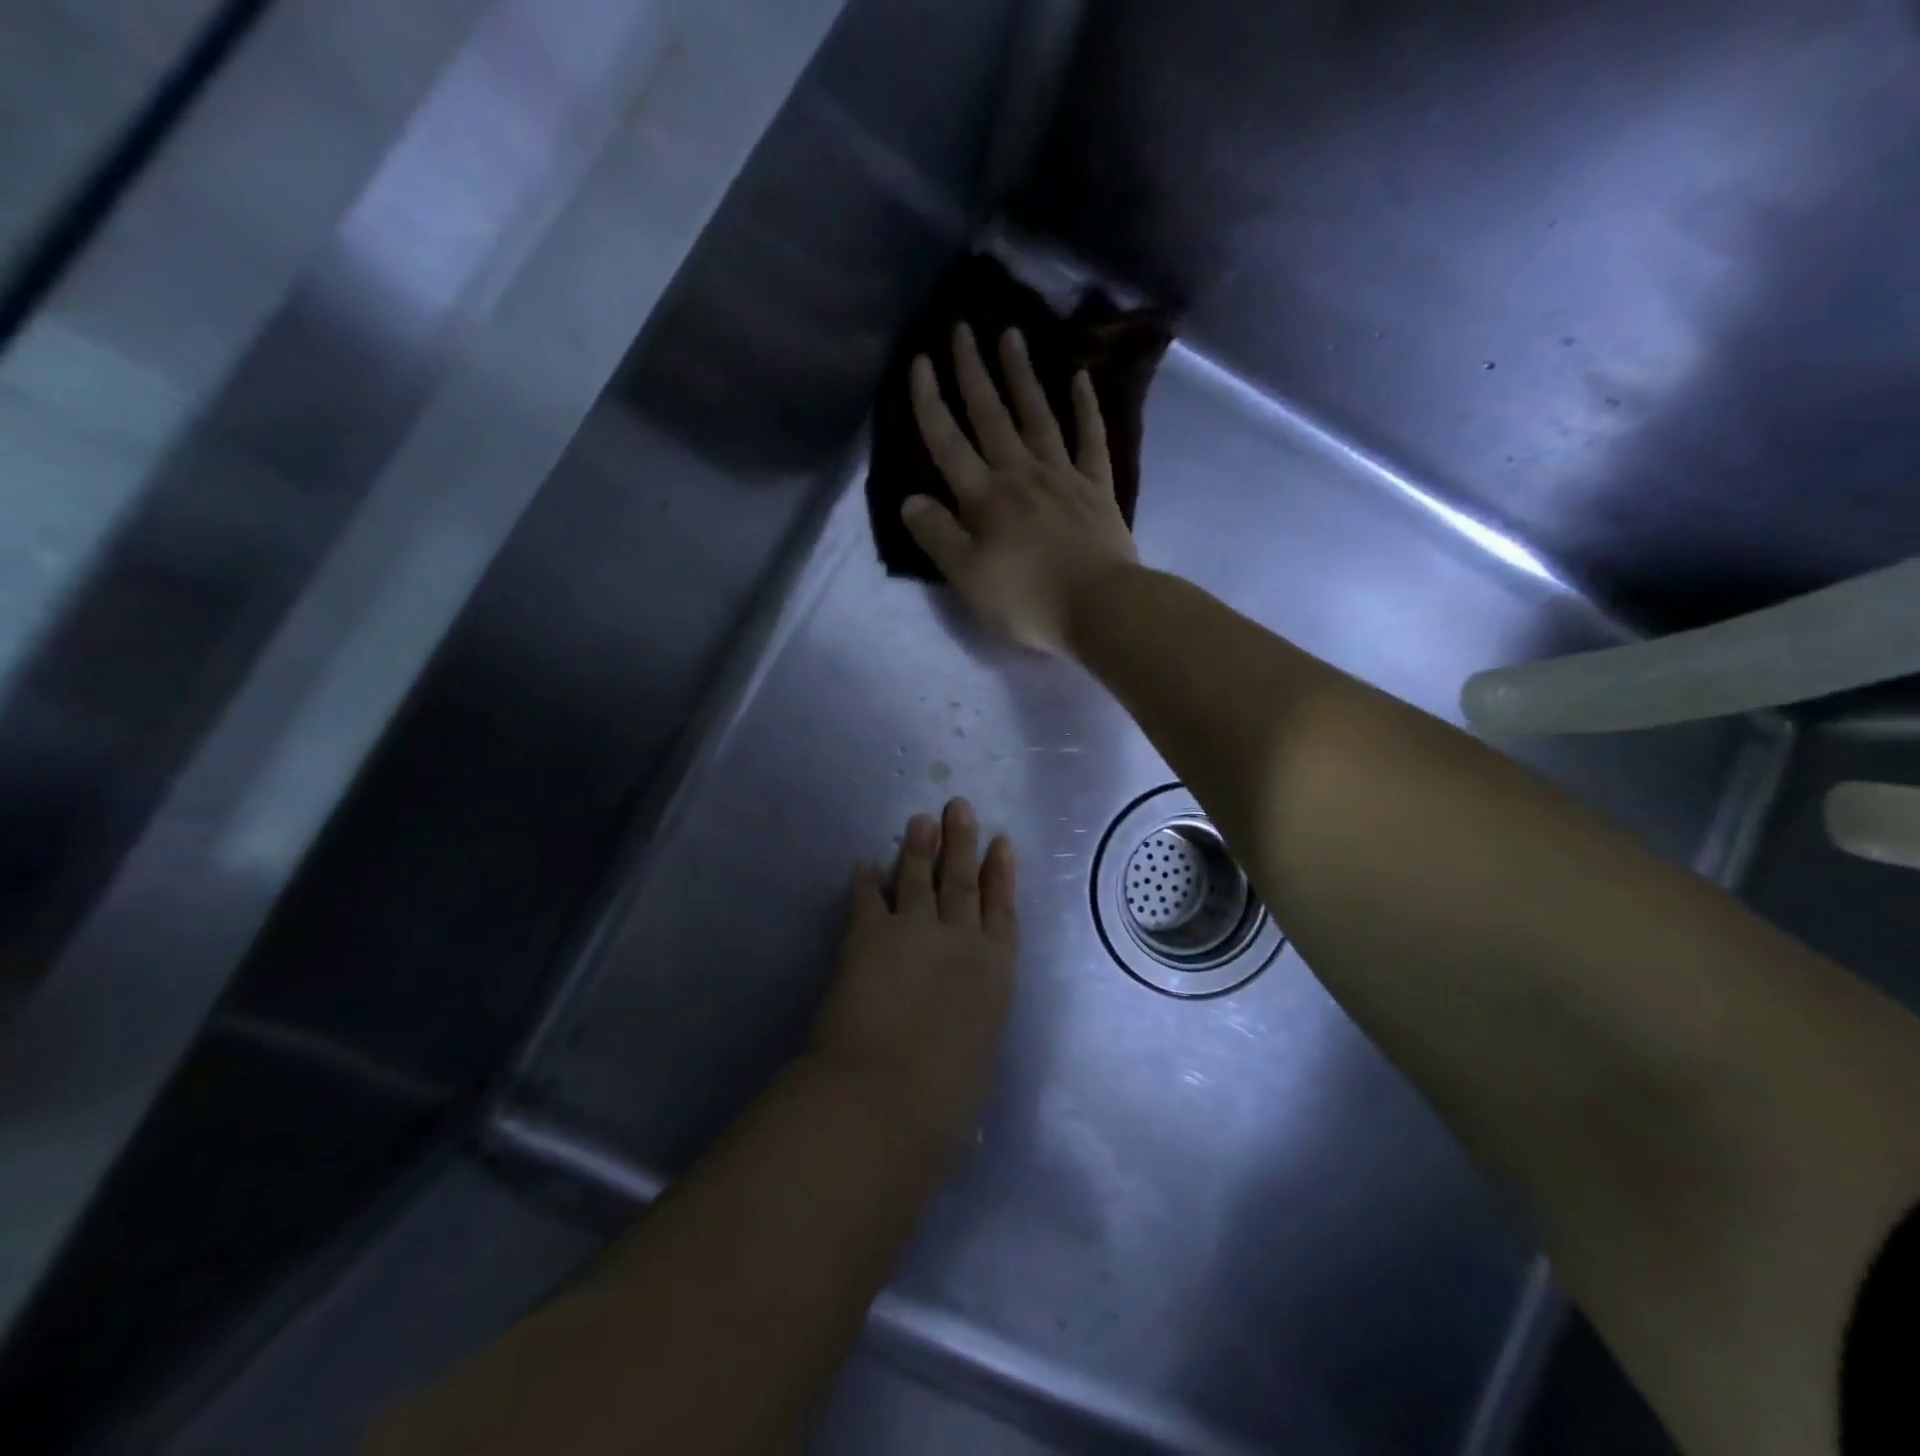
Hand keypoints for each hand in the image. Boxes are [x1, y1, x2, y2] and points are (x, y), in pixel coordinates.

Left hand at [811, 800, 1017, 1155]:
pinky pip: (867, 898)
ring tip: (920, 821)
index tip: (1002, 842)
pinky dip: (866, 881)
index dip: (1002, 873)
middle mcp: (960, 940)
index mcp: (995, 972)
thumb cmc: (945, 1098)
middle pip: (962, 880)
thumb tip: (960, 1024)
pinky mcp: (868, 935)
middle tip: (959, 806)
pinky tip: (864, 865)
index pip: (1001, 910)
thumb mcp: (976, 1055)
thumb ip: (970, 1024)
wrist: (888, 1096)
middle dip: (962, 842)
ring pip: (919, 878)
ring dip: (919, 848)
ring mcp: (914, 931)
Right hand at [904, 323, 1140, 655]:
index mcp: (985, 497)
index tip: (920, 360)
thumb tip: (910, 500)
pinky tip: (1081, 378)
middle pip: (991, 415)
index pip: (948, 442)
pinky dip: (1086, 407)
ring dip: (1021, 375)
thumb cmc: (1028, 600)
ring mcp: (1063, 476)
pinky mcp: (1097, 488)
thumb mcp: (968, 578)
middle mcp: (1021, 474)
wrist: (1101, 608)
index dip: (930, 401)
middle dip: (972, 370)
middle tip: (962, 326)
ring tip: (1011, 334)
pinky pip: (1090, 438)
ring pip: (1038, 415)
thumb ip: (937, 536)